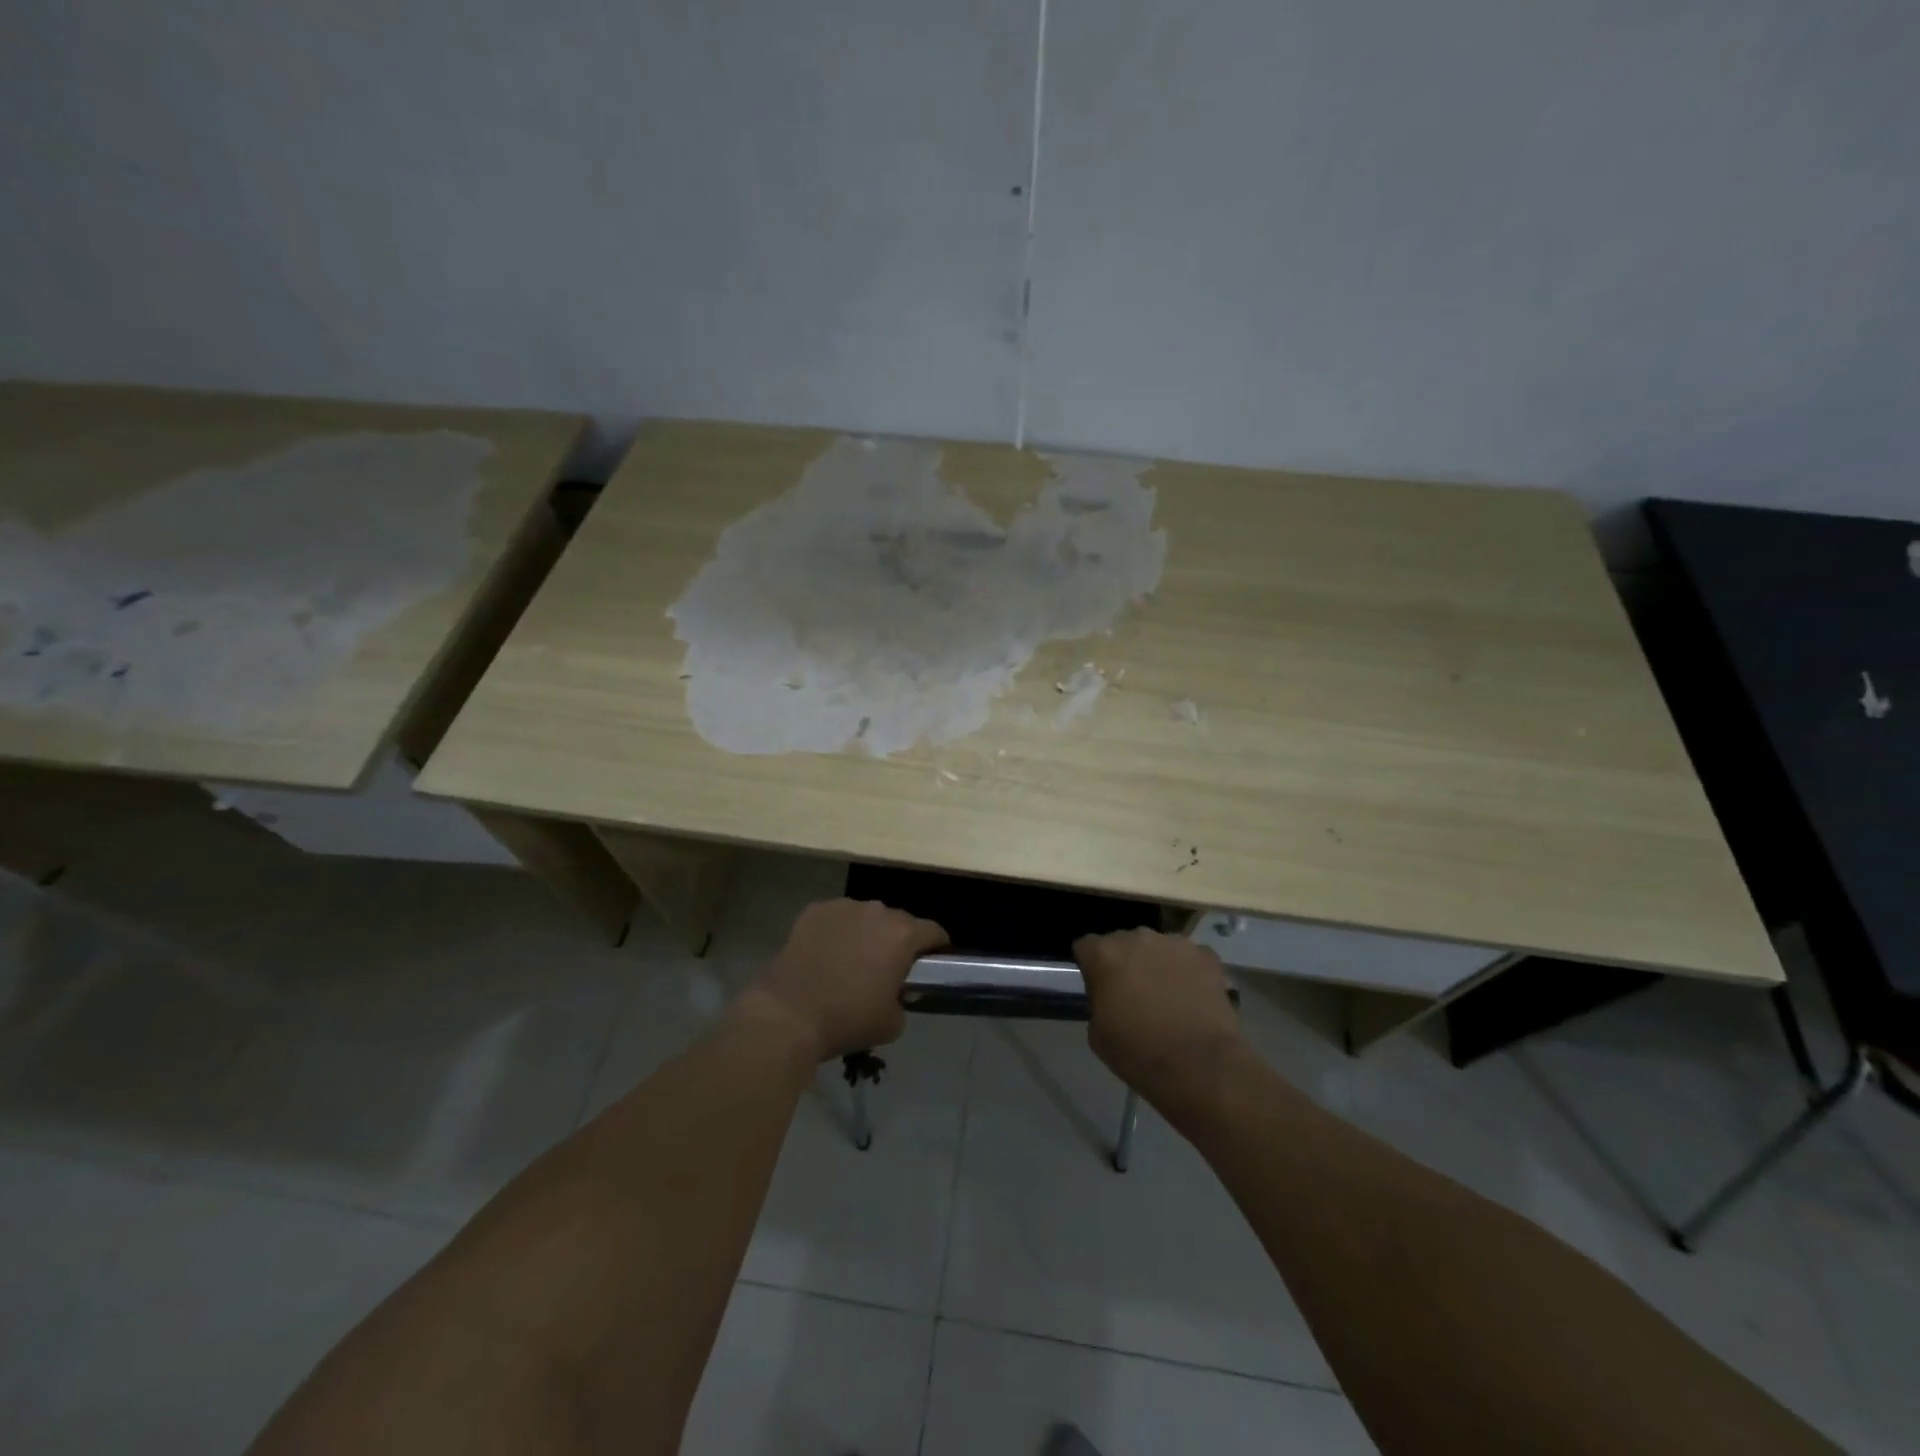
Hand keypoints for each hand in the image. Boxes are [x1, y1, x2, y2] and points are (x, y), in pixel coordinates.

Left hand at [745, 899, 948, 1061]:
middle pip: (899, 920)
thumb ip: (904, 1000)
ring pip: (866, 916)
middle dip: (898, 939)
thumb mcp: (892, 1023)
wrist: (789, 1014)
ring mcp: (843, 906)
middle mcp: (877, 911)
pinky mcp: (814, 910)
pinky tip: (826, 953)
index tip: (932, 962)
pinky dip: (837, 931)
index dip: (937, 946)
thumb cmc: (848, 1019)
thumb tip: (898, 992)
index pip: (933, 931)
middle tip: (888, 966)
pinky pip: (836, 918)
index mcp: (903, 935)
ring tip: (853, 958)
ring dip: (867, 932)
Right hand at [1073, 929, 1241, 1111]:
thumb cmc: (1138, 1053)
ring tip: (1167, 994)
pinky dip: (1187, 971)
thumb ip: (1098, 1000)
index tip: (1098, 987)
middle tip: (1133, 992)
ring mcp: (1174, 943)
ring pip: (1157, 947)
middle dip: (1124, 961)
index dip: (1091, 966)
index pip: (1086, 946)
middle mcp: (1136, 938)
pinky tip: (1193, 996)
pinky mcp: (1205, 955)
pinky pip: (1188, 957)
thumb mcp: (1097, 1033)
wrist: (1199, 1065)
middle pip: (1123, 942)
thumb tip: (1109, 995)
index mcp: (1104, 954)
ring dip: (1156, 963)